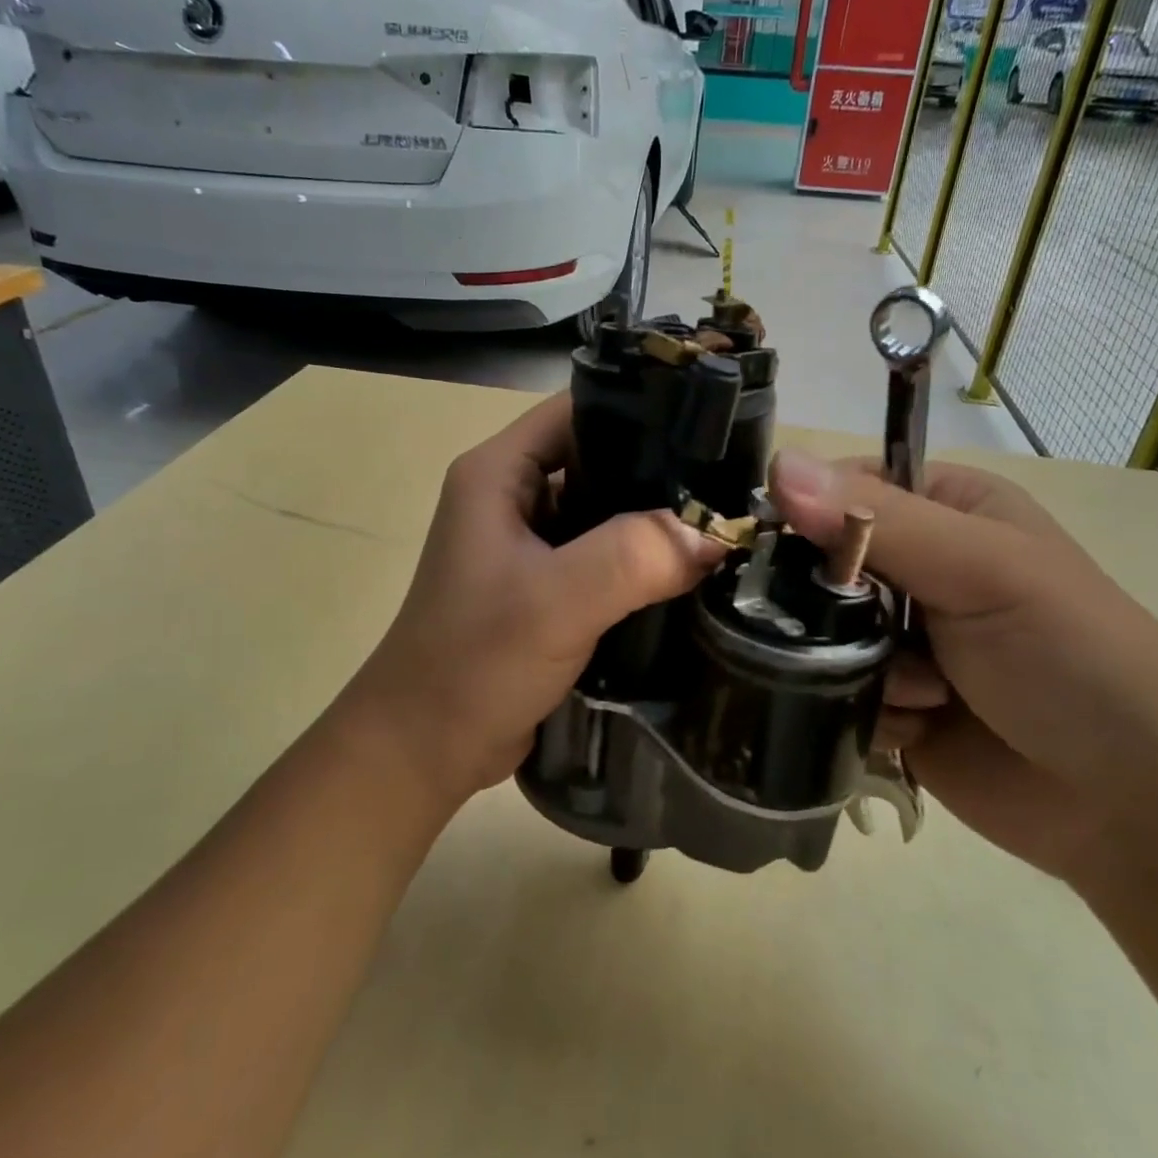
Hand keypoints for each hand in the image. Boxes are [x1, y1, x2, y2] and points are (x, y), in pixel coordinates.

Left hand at [351, 394, 724, 807]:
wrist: (424, 749)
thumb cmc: (473, 662)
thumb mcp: (555, 601)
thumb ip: (636, 556)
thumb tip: (715, 534)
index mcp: (498, 473)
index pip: (578, 410)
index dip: (642, 409)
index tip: (711, 427)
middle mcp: (512, 497)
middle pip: (599, 459)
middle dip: (661, 471)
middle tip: (733, 484)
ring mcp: (528, 545)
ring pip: (606, 513)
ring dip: (656, 522)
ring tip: (725, 524)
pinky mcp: (545, 588)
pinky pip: (604, 558)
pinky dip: (643, 563)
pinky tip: (692, 573)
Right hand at [770, 451, 1157, 884]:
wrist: (1136, 808)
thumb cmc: (1073, 660)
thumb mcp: (982, 571)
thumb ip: (879, 521)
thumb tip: (779, 463)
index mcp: (945, 511)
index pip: (839, 490)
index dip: (802, 515)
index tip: (780, 554)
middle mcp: (916, 569)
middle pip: (817, 567)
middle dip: (829, 607)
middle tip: (864, 636)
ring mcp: (899, 640)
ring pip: (818, 635)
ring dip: (855, 667)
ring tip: (923, 693)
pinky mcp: (889, 702)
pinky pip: (833, 692)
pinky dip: (867, 711)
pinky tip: (918, 730)